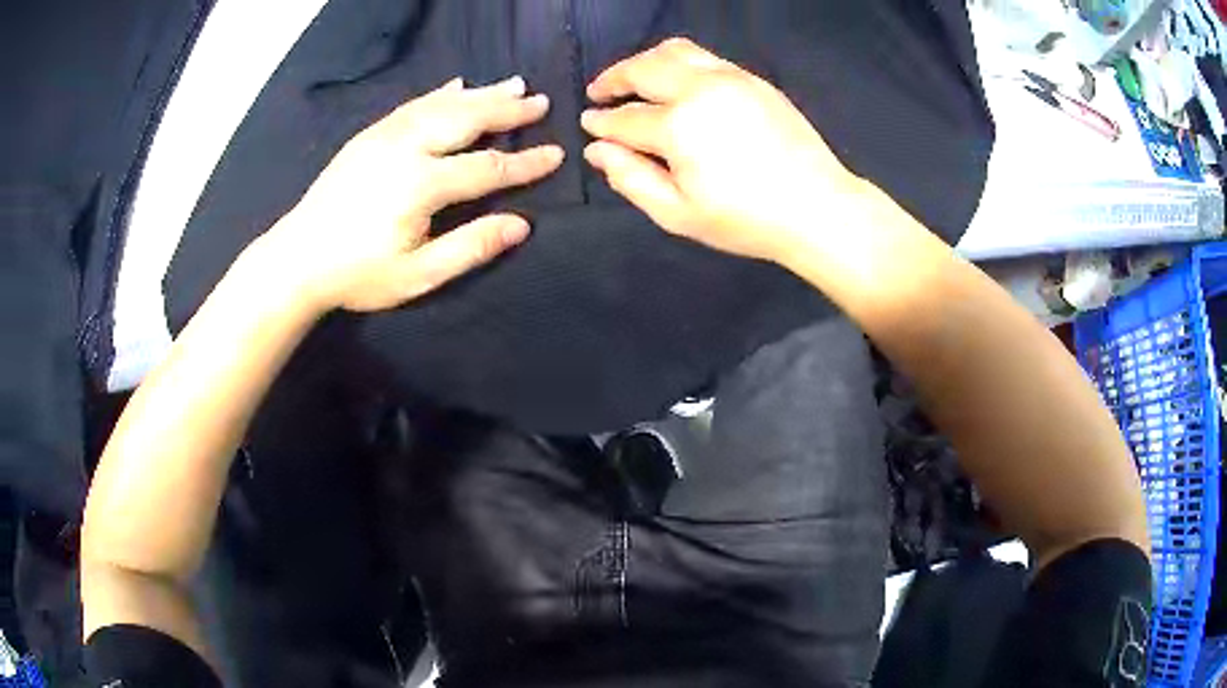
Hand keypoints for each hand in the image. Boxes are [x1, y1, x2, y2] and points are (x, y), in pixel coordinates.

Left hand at [261, 76, 563, 312]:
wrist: (298, 258)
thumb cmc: (358, 274)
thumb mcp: (418, 275)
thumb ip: (470, 247)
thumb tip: (521, 225)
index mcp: (421, 185)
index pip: (488, 167)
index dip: (525, 163)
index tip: (556, 154)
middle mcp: (407, 148)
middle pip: (468, 119)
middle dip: (508, 111)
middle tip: (540, 102)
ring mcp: (385, 136)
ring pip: (443, 104)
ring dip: (481, 93)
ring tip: (513, 85)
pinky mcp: (369, 135)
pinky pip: (413, 104)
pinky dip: (441, 93)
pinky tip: (457, 85)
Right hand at [581, 38, 867, 267]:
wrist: (817, 207)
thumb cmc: (746, 220)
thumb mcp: (678, 214)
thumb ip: (631, 179)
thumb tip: (597, 150)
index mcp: (678, 127)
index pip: (624, 118)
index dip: (601, 123)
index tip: (587, 123)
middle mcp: (700, 90)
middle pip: (643, 69)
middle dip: (613, 79)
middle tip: (598, 93)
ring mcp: (730, 78)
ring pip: (674, 51)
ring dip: (644, 61)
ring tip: (633, 78)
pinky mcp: (753, 79)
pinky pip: (704, 57)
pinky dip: (678, 62)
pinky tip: (676, 82)